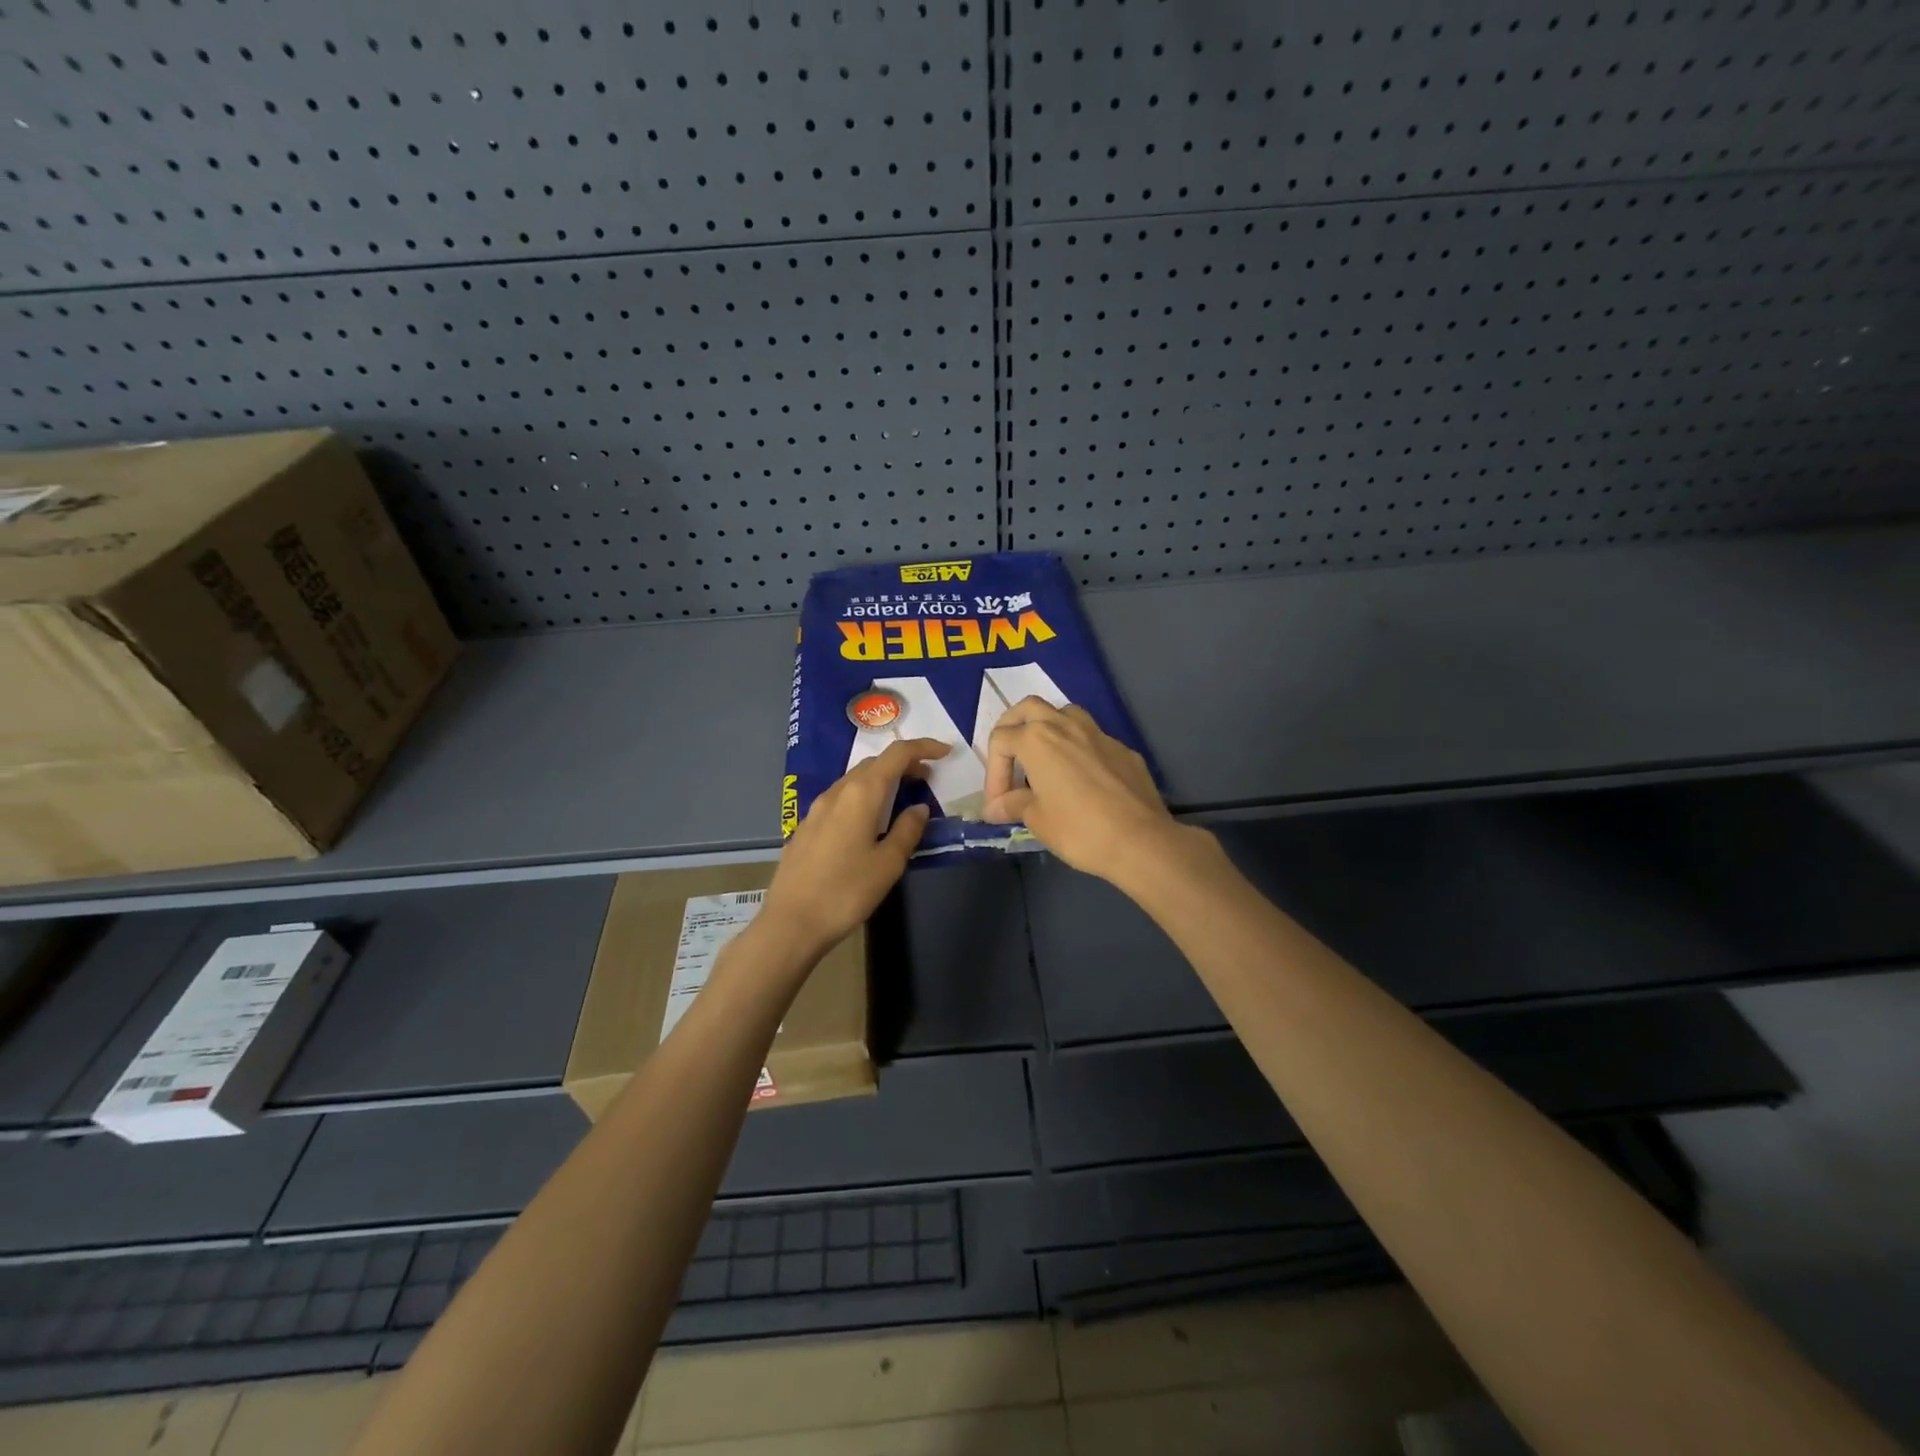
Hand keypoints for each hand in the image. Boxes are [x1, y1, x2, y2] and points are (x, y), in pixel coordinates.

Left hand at [759, 738, 948, 959]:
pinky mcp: (806, 827)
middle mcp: (837, 792)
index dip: (923, 748)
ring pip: (854, 780)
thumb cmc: (846, 892)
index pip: (896, 755)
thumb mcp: (888, 864)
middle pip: (874, 763)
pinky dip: (862, 797)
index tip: (944, 753)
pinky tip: (868, 822)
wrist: (791, 922)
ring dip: (881, 780)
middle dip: (903, 764)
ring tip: (901, 798)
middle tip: (927, 779)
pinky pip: (840, 799)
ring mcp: (817, 809)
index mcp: (862, 794)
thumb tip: (919, 808)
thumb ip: (907, 830)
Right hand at [982, 699, 1188, 884]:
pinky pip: (1092, 738)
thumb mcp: (1037, 819)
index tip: (998, 805)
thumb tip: (995, 807)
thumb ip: (1013, 805)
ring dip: (1048, 728)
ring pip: (1064, 713)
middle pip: (1029, 709)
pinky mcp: (1122, 749)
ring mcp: (1098, 733)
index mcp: (1037, 739)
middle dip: (1013, 728)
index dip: (992, 773)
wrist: (1140, 840)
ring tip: (1044, 759)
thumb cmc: (1079, 829)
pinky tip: (1081, 779)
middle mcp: (1065, 725)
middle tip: (1010, 758)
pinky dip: (1078, 750)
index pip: (1000, 741)